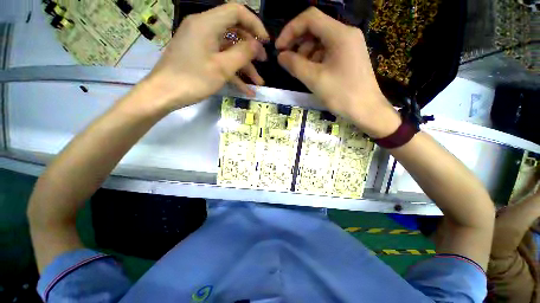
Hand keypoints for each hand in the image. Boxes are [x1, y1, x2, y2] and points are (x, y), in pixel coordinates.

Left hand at [142, 4, 268, 112]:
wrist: (164, 94)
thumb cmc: (192, 79)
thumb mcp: (222, 68)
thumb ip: (242, 54)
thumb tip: (257, 45)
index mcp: (207, 24)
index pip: (236, 12)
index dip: (254, 24)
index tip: (265, 42)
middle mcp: (204, 29)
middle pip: (234, 32)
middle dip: (251, 49)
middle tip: (263, 62)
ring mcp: (202, 45)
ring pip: (229, 51)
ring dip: (245, 67)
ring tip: (258, 83)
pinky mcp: (200, 58)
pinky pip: (221, 61)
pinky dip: (234, 74)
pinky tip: (246, 90)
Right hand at [275, 7, 399, 137]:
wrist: (366, 110)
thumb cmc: (342, 94)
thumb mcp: (315, 79)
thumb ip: (295, 65)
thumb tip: (280, 56)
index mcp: (340, 34)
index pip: (310, 18)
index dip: (290, 30)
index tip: (279, 48)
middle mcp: (346, 34)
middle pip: (315, 28)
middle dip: (298, 43)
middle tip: (288, 61)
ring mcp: (349, 46)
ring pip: (320, 41)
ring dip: (306, 53)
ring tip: (300, 70)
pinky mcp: (349, 57)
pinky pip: (327, 52)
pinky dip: (315, 60)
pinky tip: (311, 73)